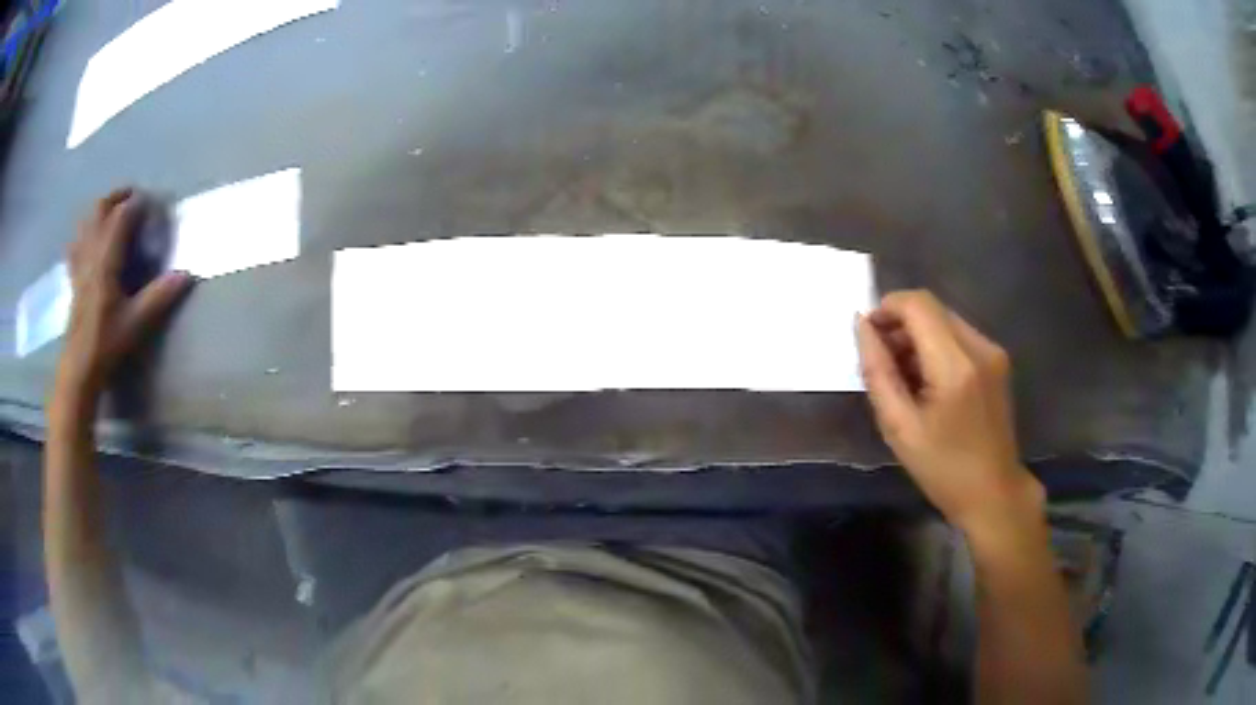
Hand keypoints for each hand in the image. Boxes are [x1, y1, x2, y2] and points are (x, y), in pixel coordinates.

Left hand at [56, 188, 192, 398]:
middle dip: (118, 196)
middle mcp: (91, 253)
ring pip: (87, 221)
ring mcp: (80, 263)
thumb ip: (160, 296)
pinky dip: (85, 232)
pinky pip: (76, 242)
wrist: (79, 368)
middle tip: (133, 199)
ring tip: (113, 212)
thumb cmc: (106, 343)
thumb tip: (188, 274)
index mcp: (106, 258)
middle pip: (101, 208)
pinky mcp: (73, 277)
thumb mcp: (136, 323)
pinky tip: (89, 238)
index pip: (122, 215)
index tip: (153, 204)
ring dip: (101, 209)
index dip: (138, 203)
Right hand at [856, 290, 1042, 533]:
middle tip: (882, 362)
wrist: (993, 492)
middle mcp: (979, 347)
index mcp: (955, 365)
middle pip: (932, 309)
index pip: (918, 304)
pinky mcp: (998, 360)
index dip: (887, 308)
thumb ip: (878, 372)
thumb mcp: (899, 428)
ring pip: (945, 320)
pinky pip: (959, 336)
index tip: (868, 336)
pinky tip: (929, 382)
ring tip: (904, 377)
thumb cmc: (943, 469)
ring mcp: (993, 352)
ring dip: (918, 336)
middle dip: (900, 325)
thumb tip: (862, 326)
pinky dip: (936, 347)